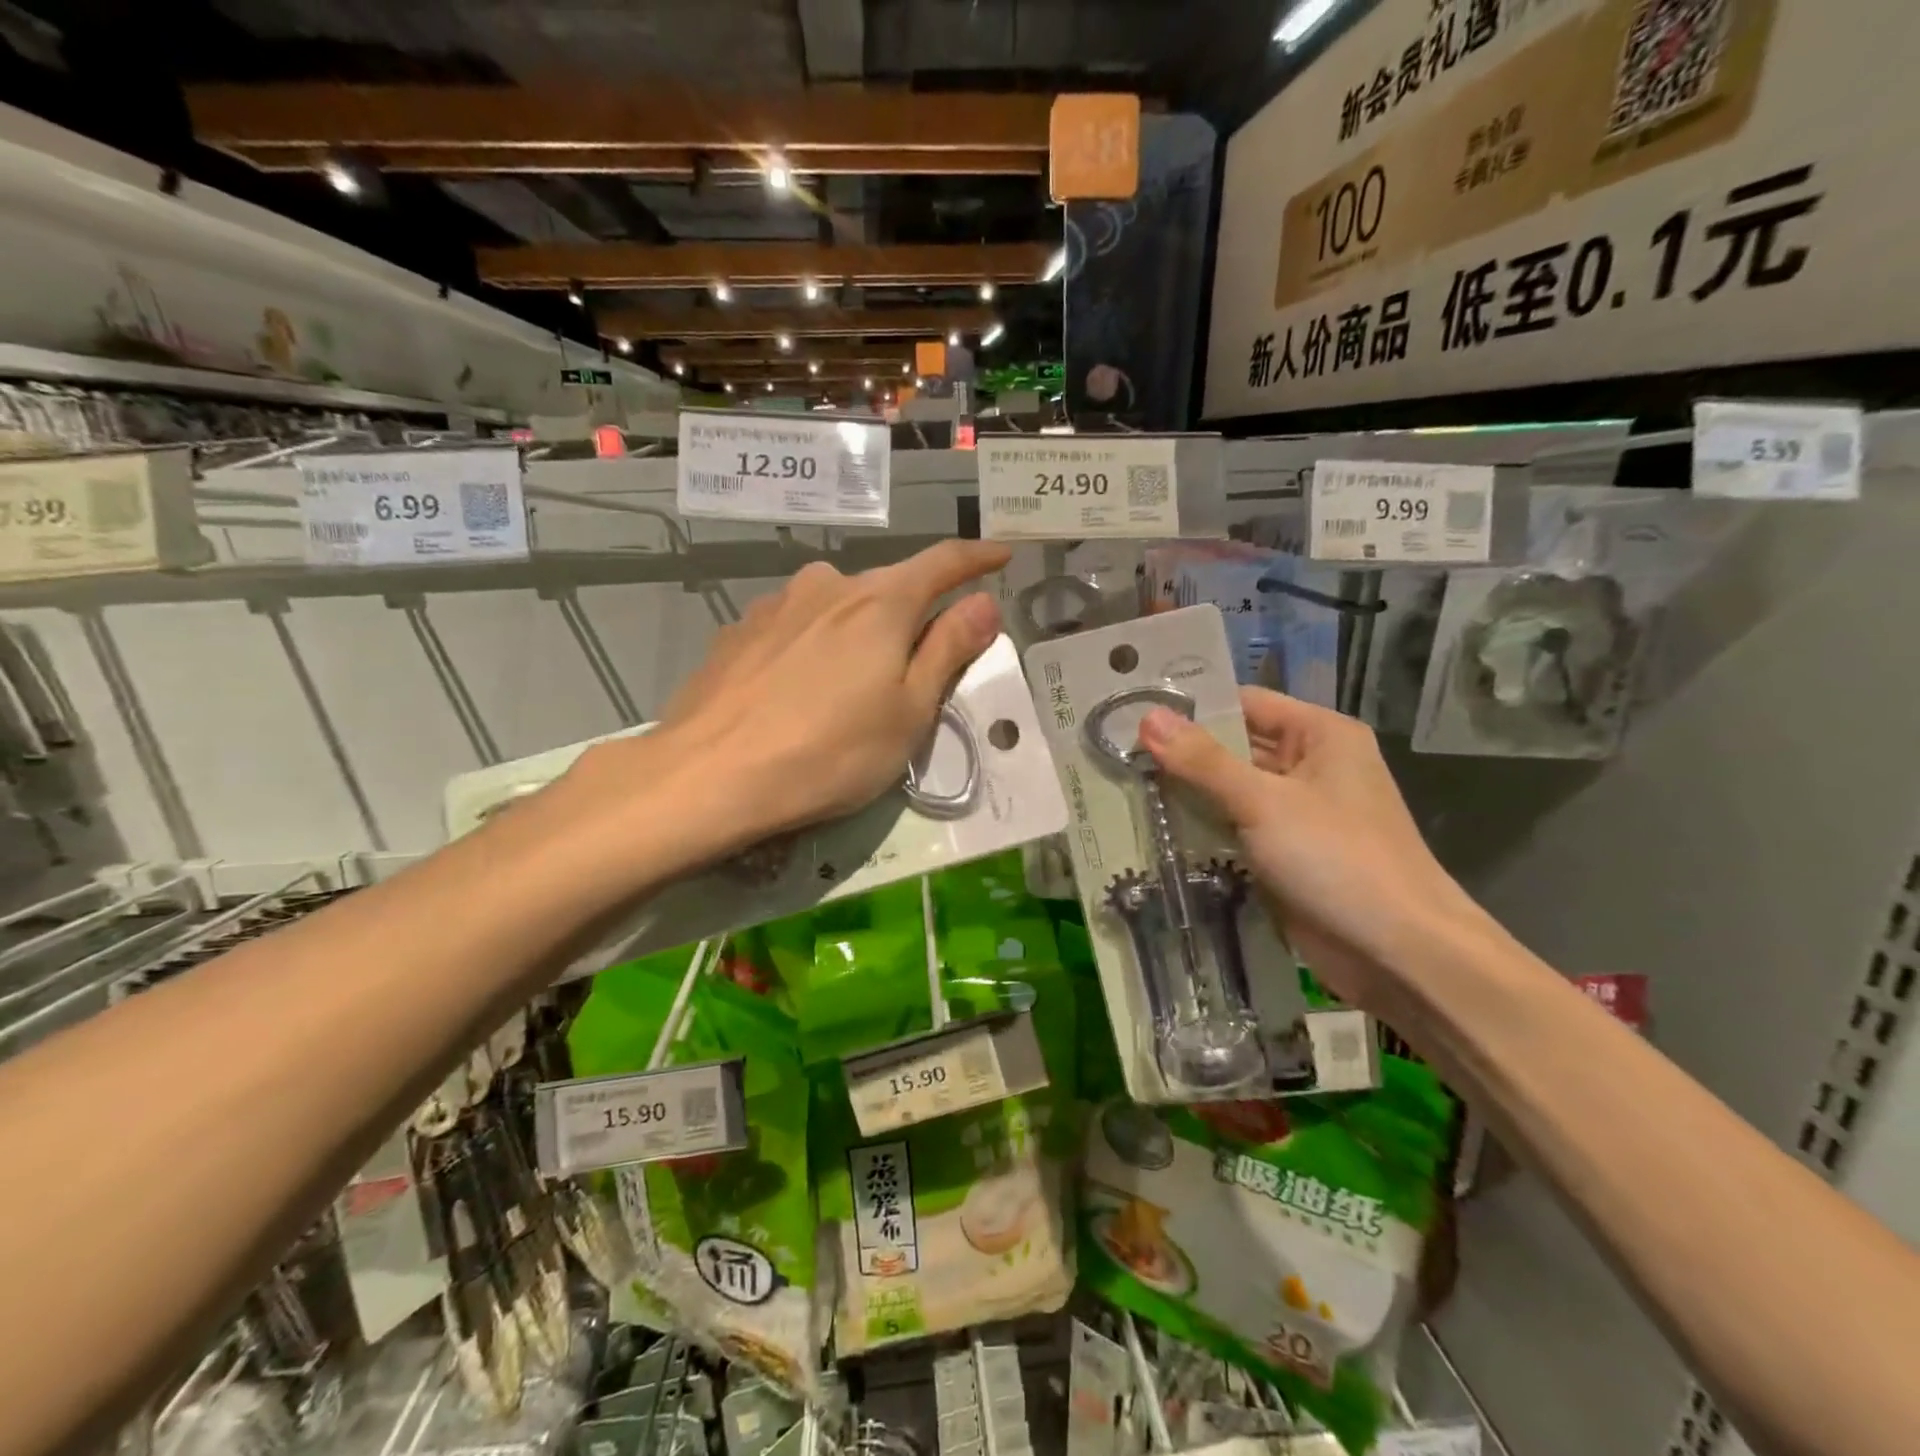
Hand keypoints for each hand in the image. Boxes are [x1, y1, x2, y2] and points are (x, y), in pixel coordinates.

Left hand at [569, 540, 1010, 858]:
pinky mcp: (740, 631)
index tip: (1001, 556)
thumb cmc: (829, 751)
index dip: (977, 558)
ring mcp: (777, 605)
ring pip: (837, 606)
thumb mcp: (909, 712)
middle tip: (918, 666)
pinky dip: (814, 645)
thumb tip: (984, 602)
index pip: (942, 563)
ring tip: (850, 685)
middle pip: (888, 588)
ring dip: (857, 632)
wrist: (709, 775)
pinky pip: (796, 626)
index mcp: (881, 603)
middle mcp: (829, 586)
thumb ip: (948, 650)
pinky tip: (798, 688)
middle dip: (912, 615)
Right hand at [1137, 688, 1483, 1010]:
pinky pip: (1234, 828)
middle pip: (1233, 747)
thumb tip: (1147, 717)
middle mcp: (1309, 765)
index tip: (1130, 712)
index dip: (1190, 707)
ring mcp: (1296, 812)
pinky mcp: (1284, 853)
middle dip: (1180, 753)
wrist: (1400, 953)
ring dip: (1185, 793)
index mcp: (1318, 735)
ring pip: (1229, 790)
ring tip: (1120, 785)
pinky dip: (1201, 828)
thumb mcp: (1264, 802)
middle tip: (1113, 752)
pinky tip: (1153, 827)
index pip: (1243, 703)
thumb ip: (1203, 761)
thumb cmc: (1338, 859)